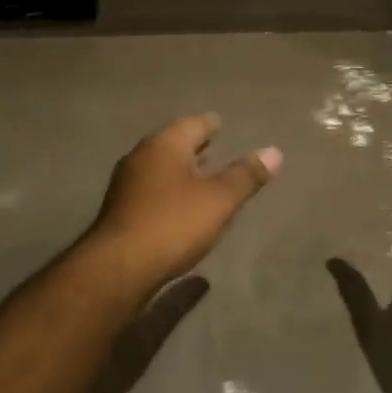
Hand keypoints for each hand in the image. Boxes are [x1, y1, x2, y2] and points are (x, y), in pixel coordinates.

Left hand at [87, 113, 280, 291]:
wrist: (117, 269)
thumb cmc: (173, 224)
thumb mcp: (219, 200)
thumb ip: (246, 175)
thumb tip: (274, 152)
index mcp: (164, 144)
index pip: (192, 123)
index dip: (209, 124)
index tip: (221, 124)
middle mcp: (141, 156)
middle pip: (172, 143)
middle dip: (194, 146)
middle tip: (214, 146)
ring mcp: (126, 184)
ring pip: (159, 167)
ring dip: (180, 169)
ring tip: (201, 176)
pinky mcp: (120, 211)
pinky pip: (151, 190)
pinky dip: (168, 190)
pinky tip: (179, 206)